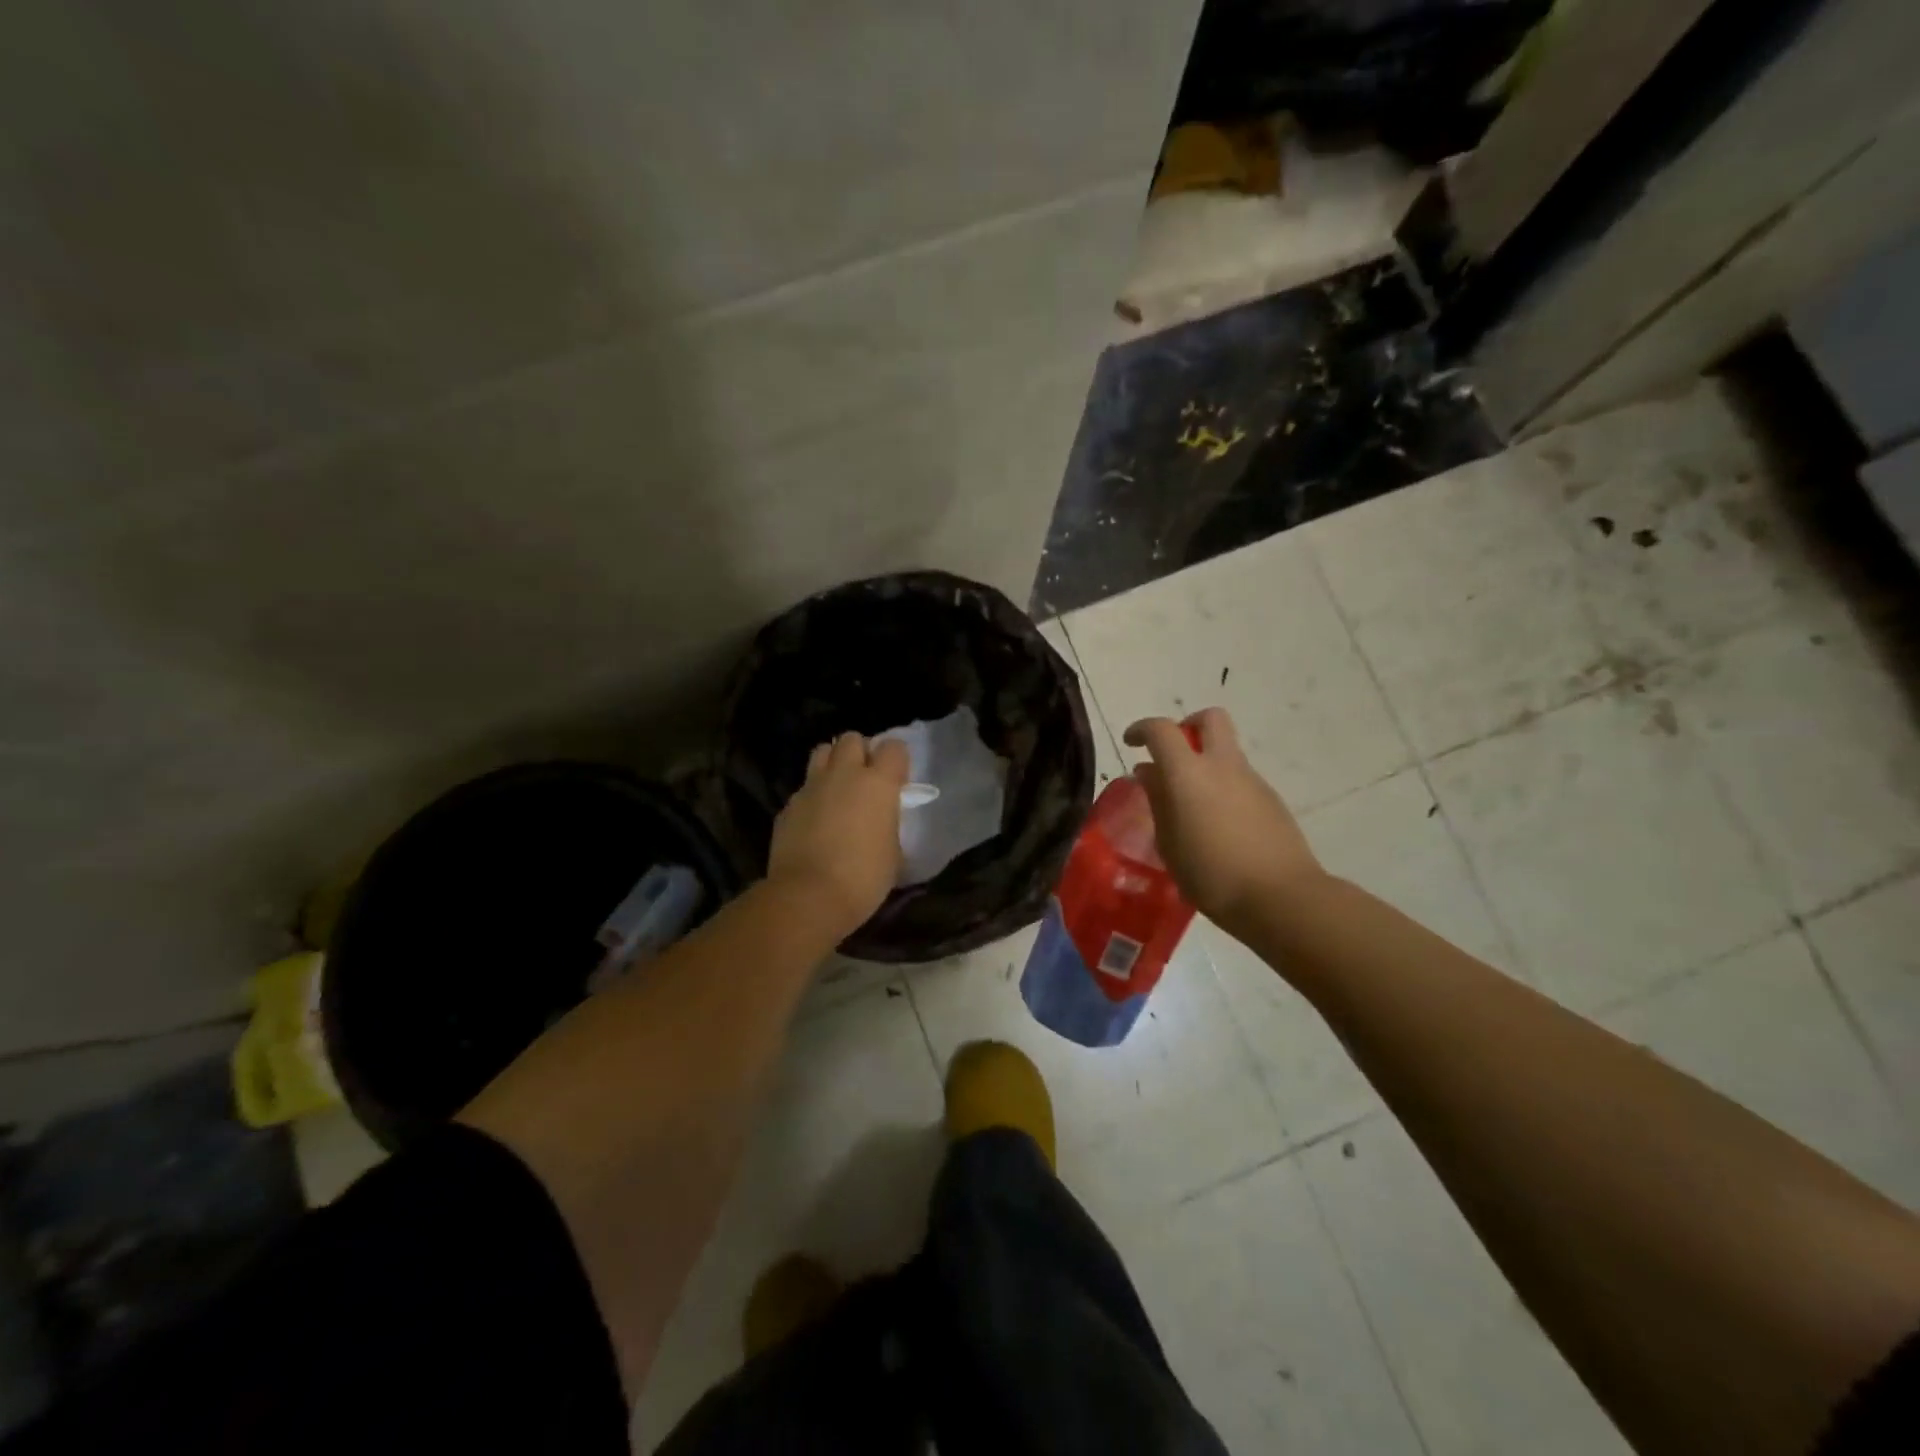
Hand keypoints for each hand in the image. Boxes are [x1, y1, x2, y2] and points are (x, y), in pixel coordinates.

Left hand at [768, 733, 910, 937]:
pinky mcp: (788, 806)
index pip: (894, 748)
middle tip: (864, 778)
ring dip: (832, 764)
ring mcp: (811, 787)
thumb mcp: (893, 853)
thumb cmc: (864, 878)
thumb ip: (888, 825)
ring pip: (822, 752)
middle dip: (860, 752)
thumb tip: (881, 823)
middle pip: (852, 739)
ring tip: (837, 789)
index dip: (897, 760)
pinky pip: (803, 788)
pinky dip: (812, 797)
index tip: (897, 780)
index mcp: (878, 783)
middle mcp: (844, 775)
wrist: (808, 897)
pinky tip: (815, 821)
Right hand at [1123, 707, 1323, 933]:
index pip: (1161, 730)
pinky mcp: (1272, 800)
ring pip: (1226, 751)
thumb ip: (1158, 801)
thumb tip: (1149, 773)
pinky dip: (1224, 787)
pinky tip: (1219, 826)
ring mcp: (1252, 780)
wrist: (1281, 897)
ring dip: (1206, 763)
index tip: (1131, 743)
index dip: (1141, 729)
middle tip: (1172, 755)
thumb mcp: (1169, 843)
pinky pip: (1240, 779)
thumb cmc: (1212, 875)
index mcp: (1189, 774)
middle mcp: (1223, 766)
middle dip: (1188, 726)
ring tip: (1192, 806)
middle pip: (1209, 719)